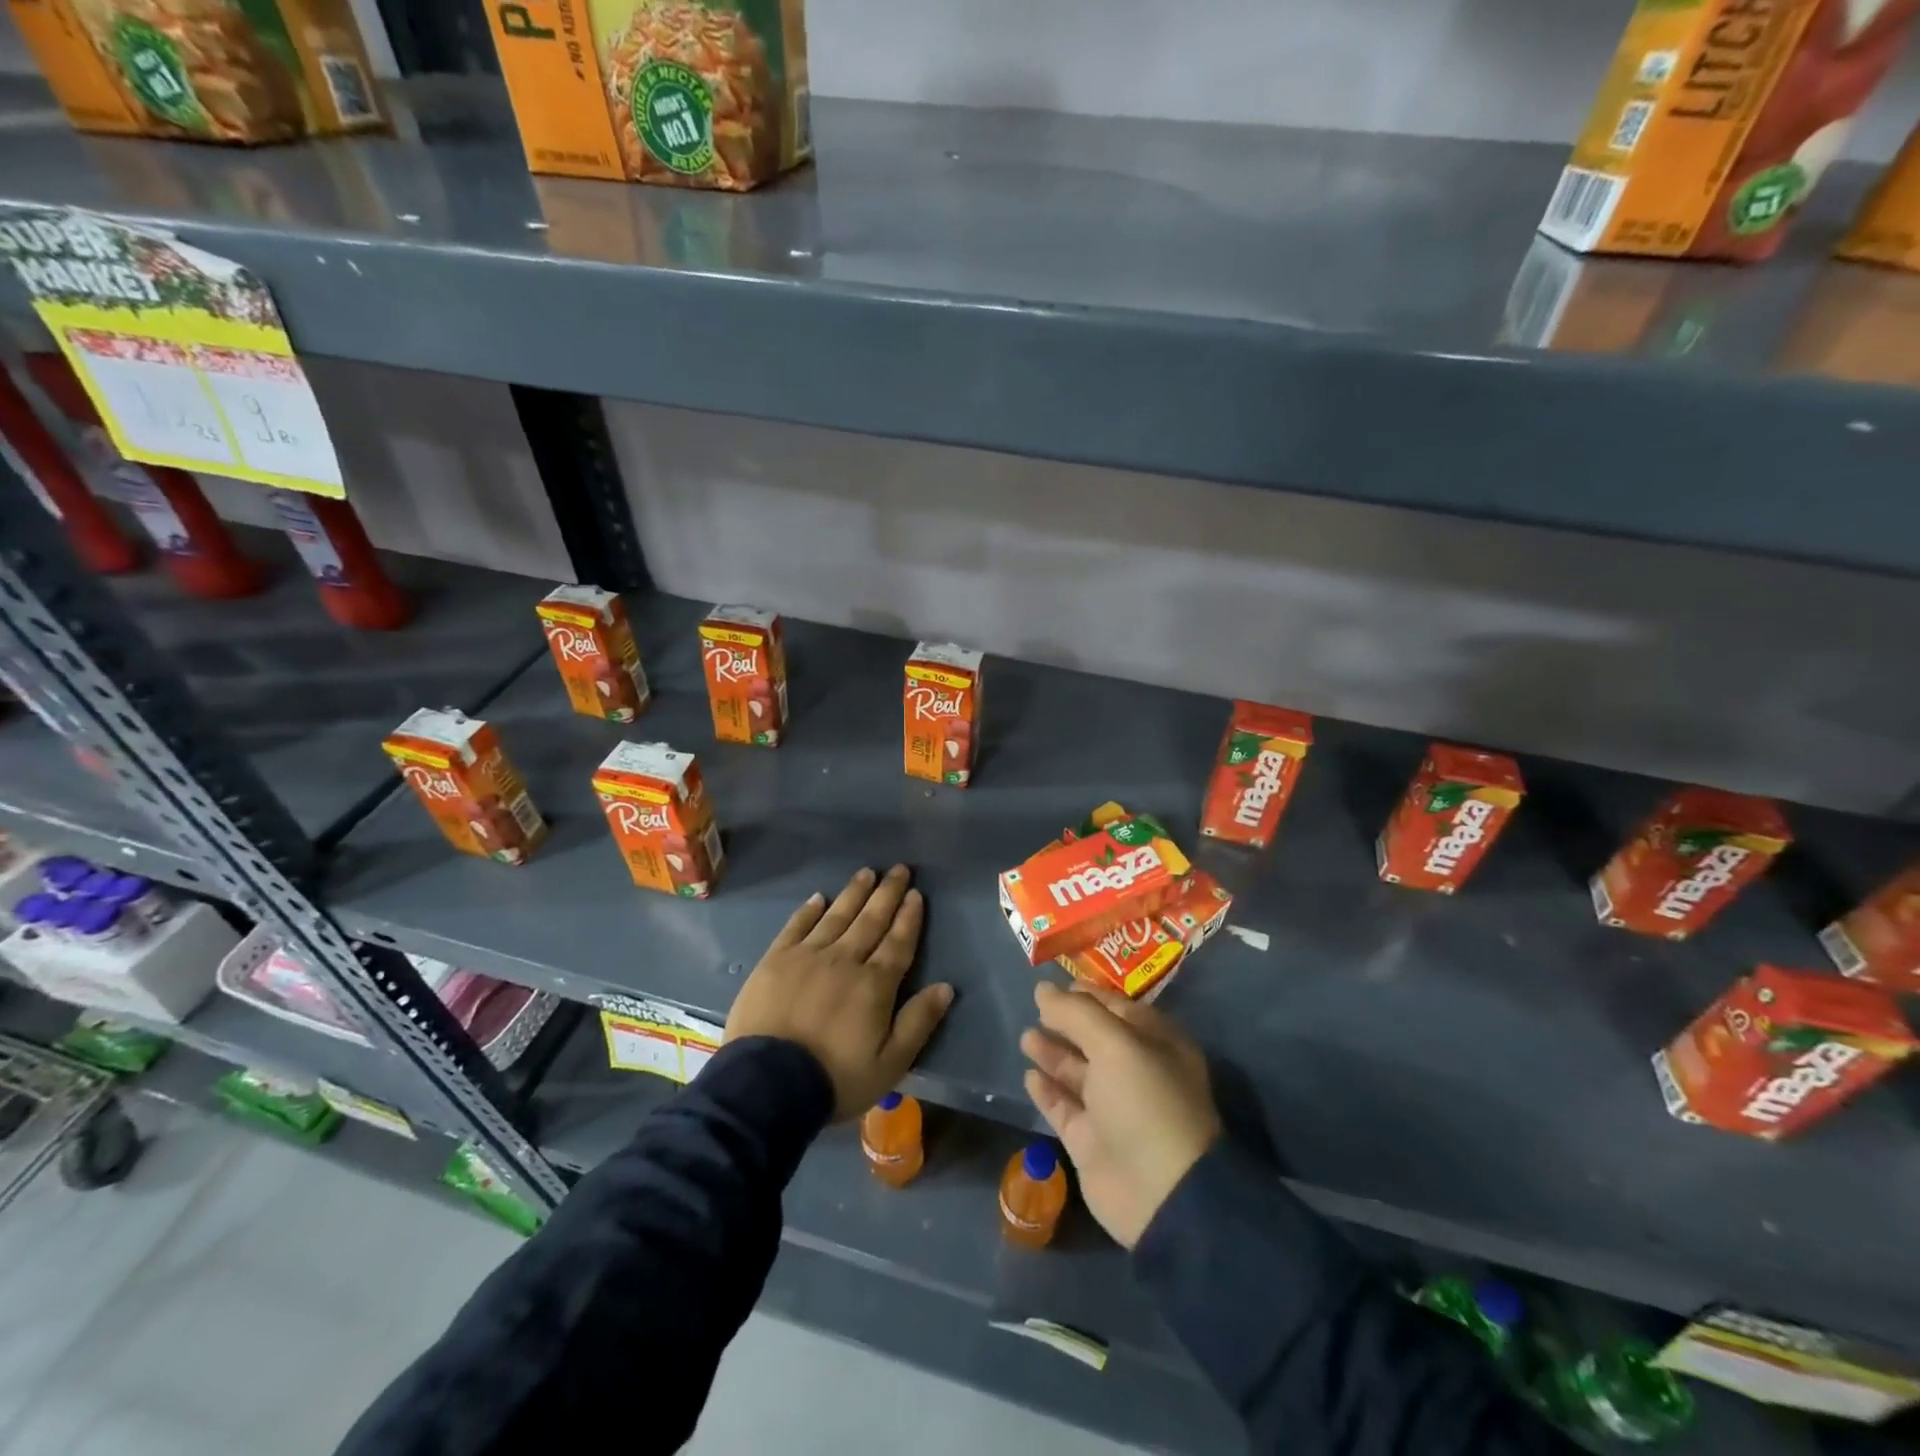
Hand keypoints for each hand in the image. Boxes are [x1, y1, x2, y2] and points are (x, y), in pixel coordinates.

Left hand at [725, 865, 953, 1120]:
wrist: (766, 1085)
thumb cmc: (835, 1078)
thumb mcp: (890, 1063)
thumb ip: (918, 1022)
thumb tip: (946, 987)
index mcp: (875, 984)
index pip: (898, 942)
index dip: (909, 917)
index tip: (916, 894)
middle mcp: (844, 960)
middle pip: (871, 920)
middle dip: (887, 893)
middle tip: (899, 869)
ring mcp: (807, 956)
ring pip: (837, 916)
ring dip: (854, 893)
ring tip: (867, 873)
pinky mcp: (775, 961)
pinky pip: (797, 926)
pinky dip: (809, 910)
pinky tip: (819, 897)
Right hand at [1020, 981, 1220, 1248]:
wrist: (1158, 1193)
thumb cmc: (1145, 1101)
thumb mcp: (1115, 1043)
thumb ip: (1076, 1013)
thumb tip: (1042, 989)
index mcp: (1158, 1045)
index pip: (1119, 1008)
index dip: (1088, 994)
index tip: (1055, 984)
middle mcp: (1138, 1073)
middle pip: (1095, 1038)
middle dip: (1066, 1022)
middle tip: (1035, 1008)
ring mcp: (1113, 1109)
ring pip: (1077, 1071)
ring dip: (1052, 1052)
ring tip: (1026, 1037)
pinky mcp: (1091, 1141)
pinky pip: (1064, 1106)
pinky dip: (1047, 1089)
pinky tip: (1029, 1075)